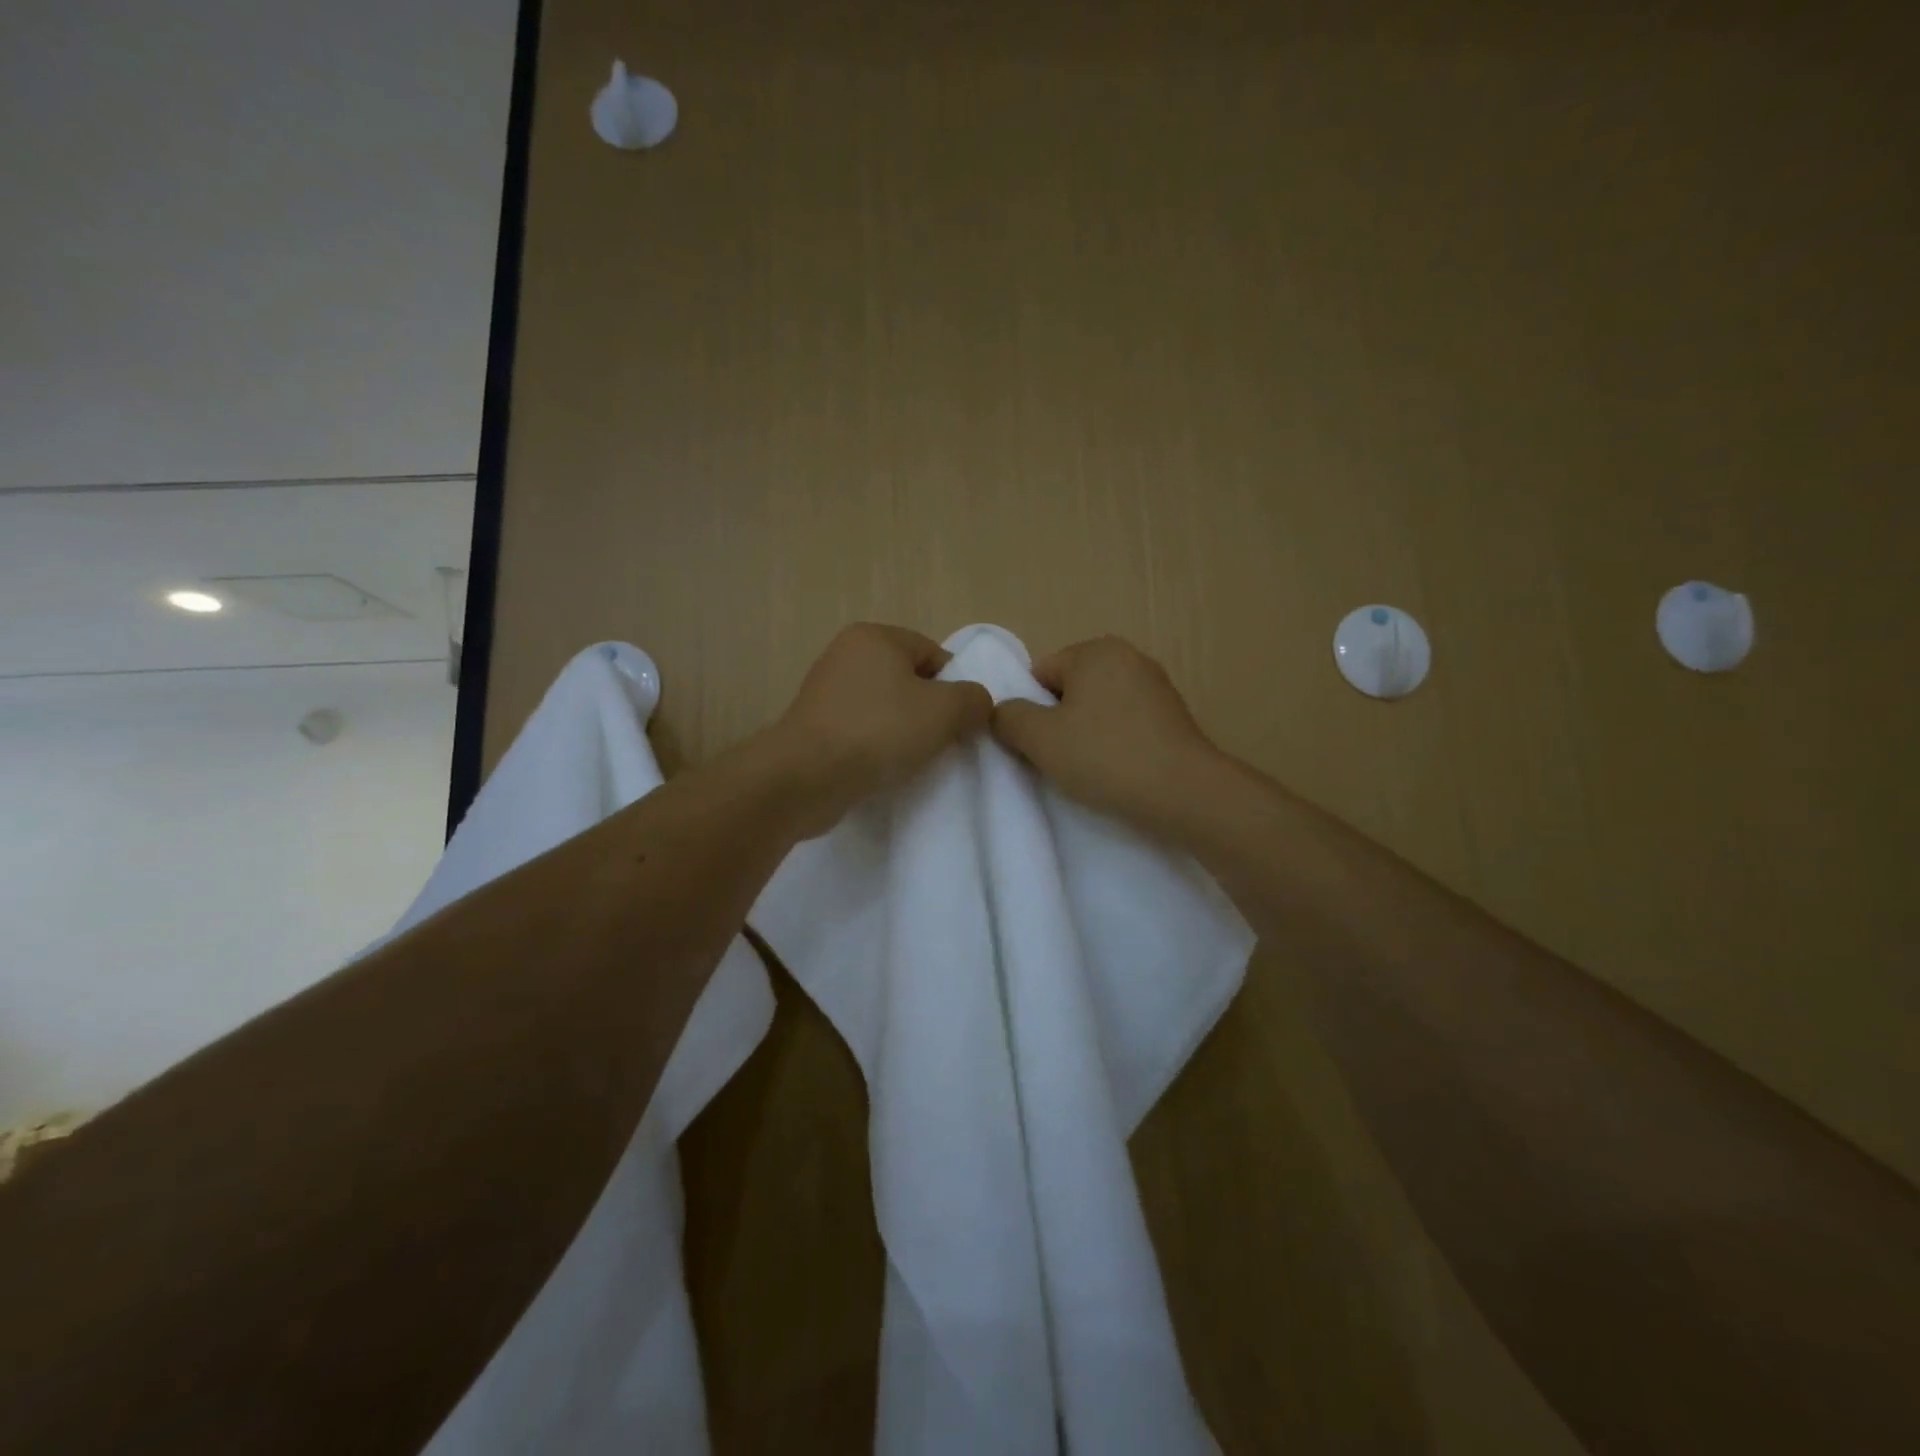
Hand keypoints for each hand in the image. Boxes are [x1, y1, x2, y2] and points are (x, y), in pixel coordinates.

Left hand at [769, 623, 992, 834]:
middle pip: (909, 680)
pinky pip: (861, 729)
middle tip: (941, 741)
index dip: (955, 686)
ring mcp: (825, 691)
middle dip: (929, 710)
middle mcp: (845, 654)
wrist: (808, 777)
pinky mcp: (814, 725)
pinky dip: (876, 746)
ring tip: (912, 758)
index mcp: (875, 636)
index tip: (960, 720)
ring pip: (885, 707)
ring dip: (903, 731)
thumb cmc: (880, 731)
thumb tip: (977, 702)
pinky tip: (883, 768)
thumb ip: (974, 699)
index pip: (933, 653)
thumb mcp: (945, 711)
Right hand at [991, 635, 1222, 836]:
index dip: (1029, 711)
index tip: (1036, 745)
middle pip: (1069, 689)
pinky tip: (1116, 771)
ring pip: (1098, 709)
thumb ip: (1008, 718)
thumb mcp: (1039, 738)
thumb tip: (1002, 712)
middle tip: (1058, 759)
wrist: (1184, 793)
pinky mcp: (1173, 716)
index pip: (1040, 674)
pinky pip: (1126, 724)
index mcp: (1095, 650)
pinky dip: (1114, 743)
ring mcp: (1156, 686)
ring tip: (1089, 769)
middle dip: (1058, 722)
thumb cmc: (1105, 757)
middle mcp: (1128, 656)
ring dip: (1085, 735)